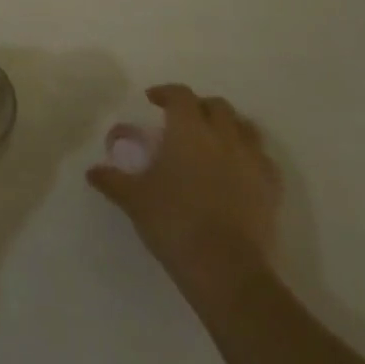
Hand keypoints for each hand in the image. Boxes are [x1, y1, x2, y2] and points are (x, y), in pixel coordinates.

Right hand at [86, 84, 280, 308]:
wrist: (227, 270)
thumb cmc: (174, 222)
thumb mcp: (133, 199)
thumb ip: (112, 180)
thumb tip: (92, 172)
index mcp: (189, 130)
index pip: (180, 95)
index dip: (166, 93)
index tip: (152, 100)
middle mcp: (223, 137)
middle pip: (216, 106)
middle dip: (198, 107)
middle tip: (182, 121)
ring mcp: (252, 162)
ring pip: (245, 128)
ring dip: (228, 127)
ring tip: (212, 142)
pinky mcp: (272, 190)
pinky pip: (263, 159)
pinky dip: (249, 155)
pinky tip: (237, 170)